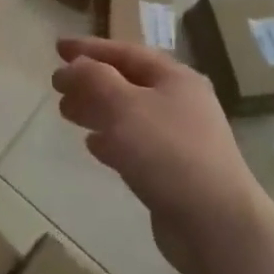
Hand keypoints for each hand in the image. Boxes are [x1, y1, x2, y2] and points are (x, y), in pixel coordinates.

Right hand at [52, 37, 268, 273]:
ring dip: (96, 109)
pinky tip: (92, 145)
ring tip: (66, 112)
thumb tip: (71, 67)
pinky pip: (135, 144)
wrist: (216, 225)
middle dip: (90, 80)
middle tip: (57, 85)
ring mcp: (179, 138)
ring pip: (128, 113)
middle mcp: (180, 102)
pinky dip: (111, 139)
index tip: (58, 48)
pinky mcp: (174, 171)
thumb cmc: (168, 153)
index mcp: (174, 78)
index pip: (125, 51)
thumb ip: (93, 79)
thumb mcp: (124, 106)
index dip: (89, 48)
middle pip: (126, 81)